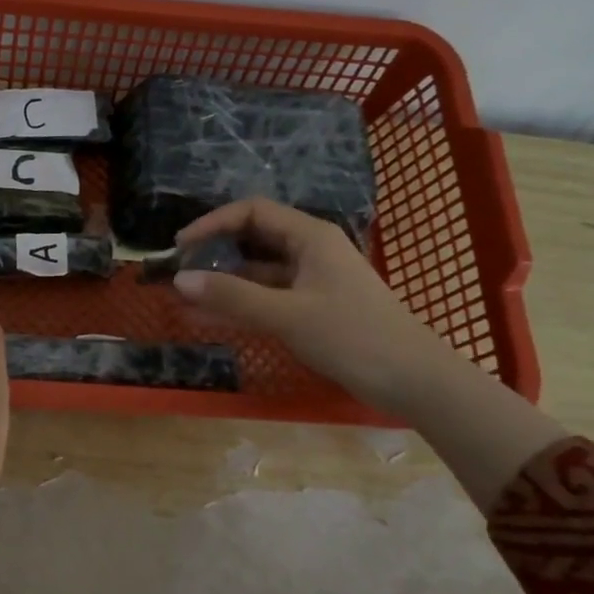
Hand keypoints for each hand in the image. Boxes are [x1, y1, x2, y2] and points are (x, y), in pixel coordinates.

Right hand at [170, 199, 452, 415]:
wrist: (415, 381)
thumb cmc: (353, 337)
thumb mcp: (287, 315)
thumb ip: (232, 296)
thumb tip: (179, 280)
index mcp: (310, 236)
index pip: (252, 212)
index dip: (213, 223)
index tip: (181, 246)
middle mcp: (310, 250)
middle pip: (253, 239)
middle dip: (214, 254)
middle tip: (179, 273)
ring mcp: (312, 281)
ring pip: (258, 273)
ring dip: (223, 284)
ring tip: (185, 301)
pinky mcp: (313, 308)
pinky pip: (268, 298)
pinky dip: (241, 305)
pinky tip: (210, 320)